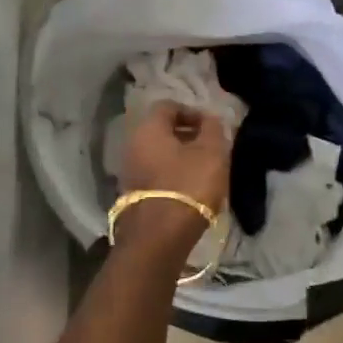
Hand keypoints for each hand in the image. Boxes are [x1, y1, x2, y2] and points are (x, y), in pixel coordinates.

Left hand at [120, 100, 229, 222]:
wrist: (159, 236)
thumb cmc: (188, 184)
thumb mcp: (211, 152)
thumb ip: (213, 128)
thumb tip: (210, 118)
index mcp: (148, 128)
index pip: (168, 106)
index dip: (192, 112)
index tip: (211, 127)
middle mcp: (132, 144)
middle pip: (161, 131)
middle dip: (187, 135)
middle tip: (210, 148)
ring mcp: (129, 171)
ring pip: (158, 154)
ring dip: (180, 157)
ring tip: (203, 170)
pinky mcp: (132, 195)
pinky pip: (154, 174)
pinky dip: (171, 175)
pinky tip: (189, 189)